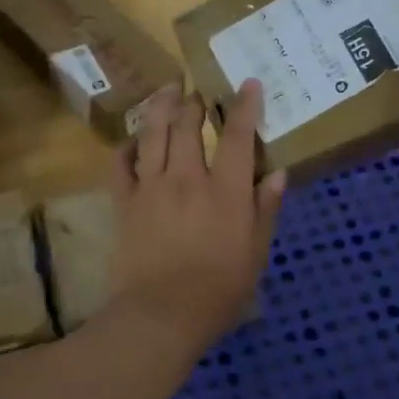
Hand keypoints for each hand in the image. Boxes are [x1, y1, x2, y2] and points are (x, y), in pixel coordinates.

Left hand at [106, 81, 285, 357]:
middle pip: (188, 125)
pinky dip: (126, 146)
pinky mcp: (125, 202)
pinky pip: (120, 163)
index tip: (247, 83)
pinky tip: (133, 140)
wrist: (161, 314)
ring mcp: (151, 187)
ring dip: (161, 106)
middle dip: (195, 102)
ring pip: (153, 133)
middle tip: (198, 91)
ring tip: (168, 89)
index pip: (237, 137)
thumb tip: (278, 173)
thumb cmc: (218, 290)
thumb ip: (266, 210)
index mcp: (225, 191)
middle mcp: (187, 178)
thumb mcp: (255, 253)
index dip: (244, 106)